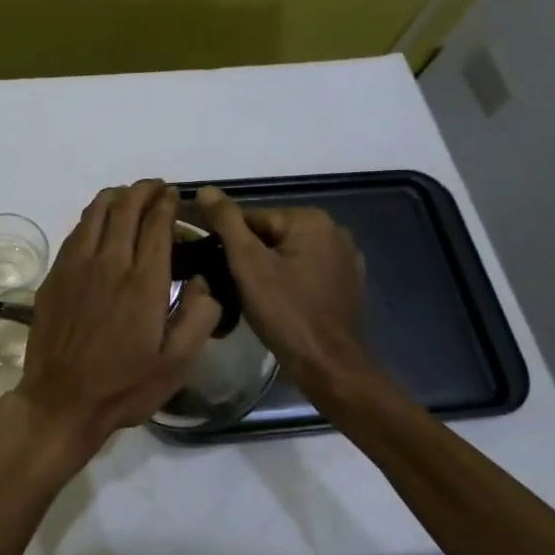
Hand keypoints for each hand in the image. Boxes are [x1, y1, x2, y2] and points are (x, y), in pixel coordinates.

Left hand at [0, 180, 219, 481]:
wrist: (61, 401)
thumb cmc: (124, 386)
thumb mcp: (178, 364)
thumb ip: (200, 317)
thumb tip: (205, 281)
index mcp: (143, 282)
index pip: (156, 222)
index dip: (166, 202)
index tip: (174, 194)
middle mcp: (109, 262)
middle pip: (125, 207)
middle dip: (143, 190)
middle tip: (156, 189)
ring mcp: (76, 265)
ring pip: (95, 212)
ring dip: (116, 196)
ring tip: (130, 197)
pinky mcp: (55, 275)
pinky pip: (76, 231)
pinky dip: (93, 217)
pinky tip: (100, 224)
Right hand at [196, 187, 388, 404]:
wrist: (328, 365)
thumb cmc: (285, 311)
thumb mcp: (247, 263)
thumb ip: (226, 221)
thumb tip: (205, 189)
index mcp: (311, 220)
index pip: (252, 219)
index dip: (231, 244)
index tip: (219, 269)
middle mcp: (335, 231)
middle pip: (271, 236)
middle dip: (250, 257)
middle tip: (234, 287)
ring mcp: (346, 259)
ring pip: (288, 255)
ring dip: (268, 271)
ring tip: (254, 299)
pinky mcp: (348, 285)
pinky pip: (306, 273)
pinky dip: (290, 283)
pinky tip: (279, 305)